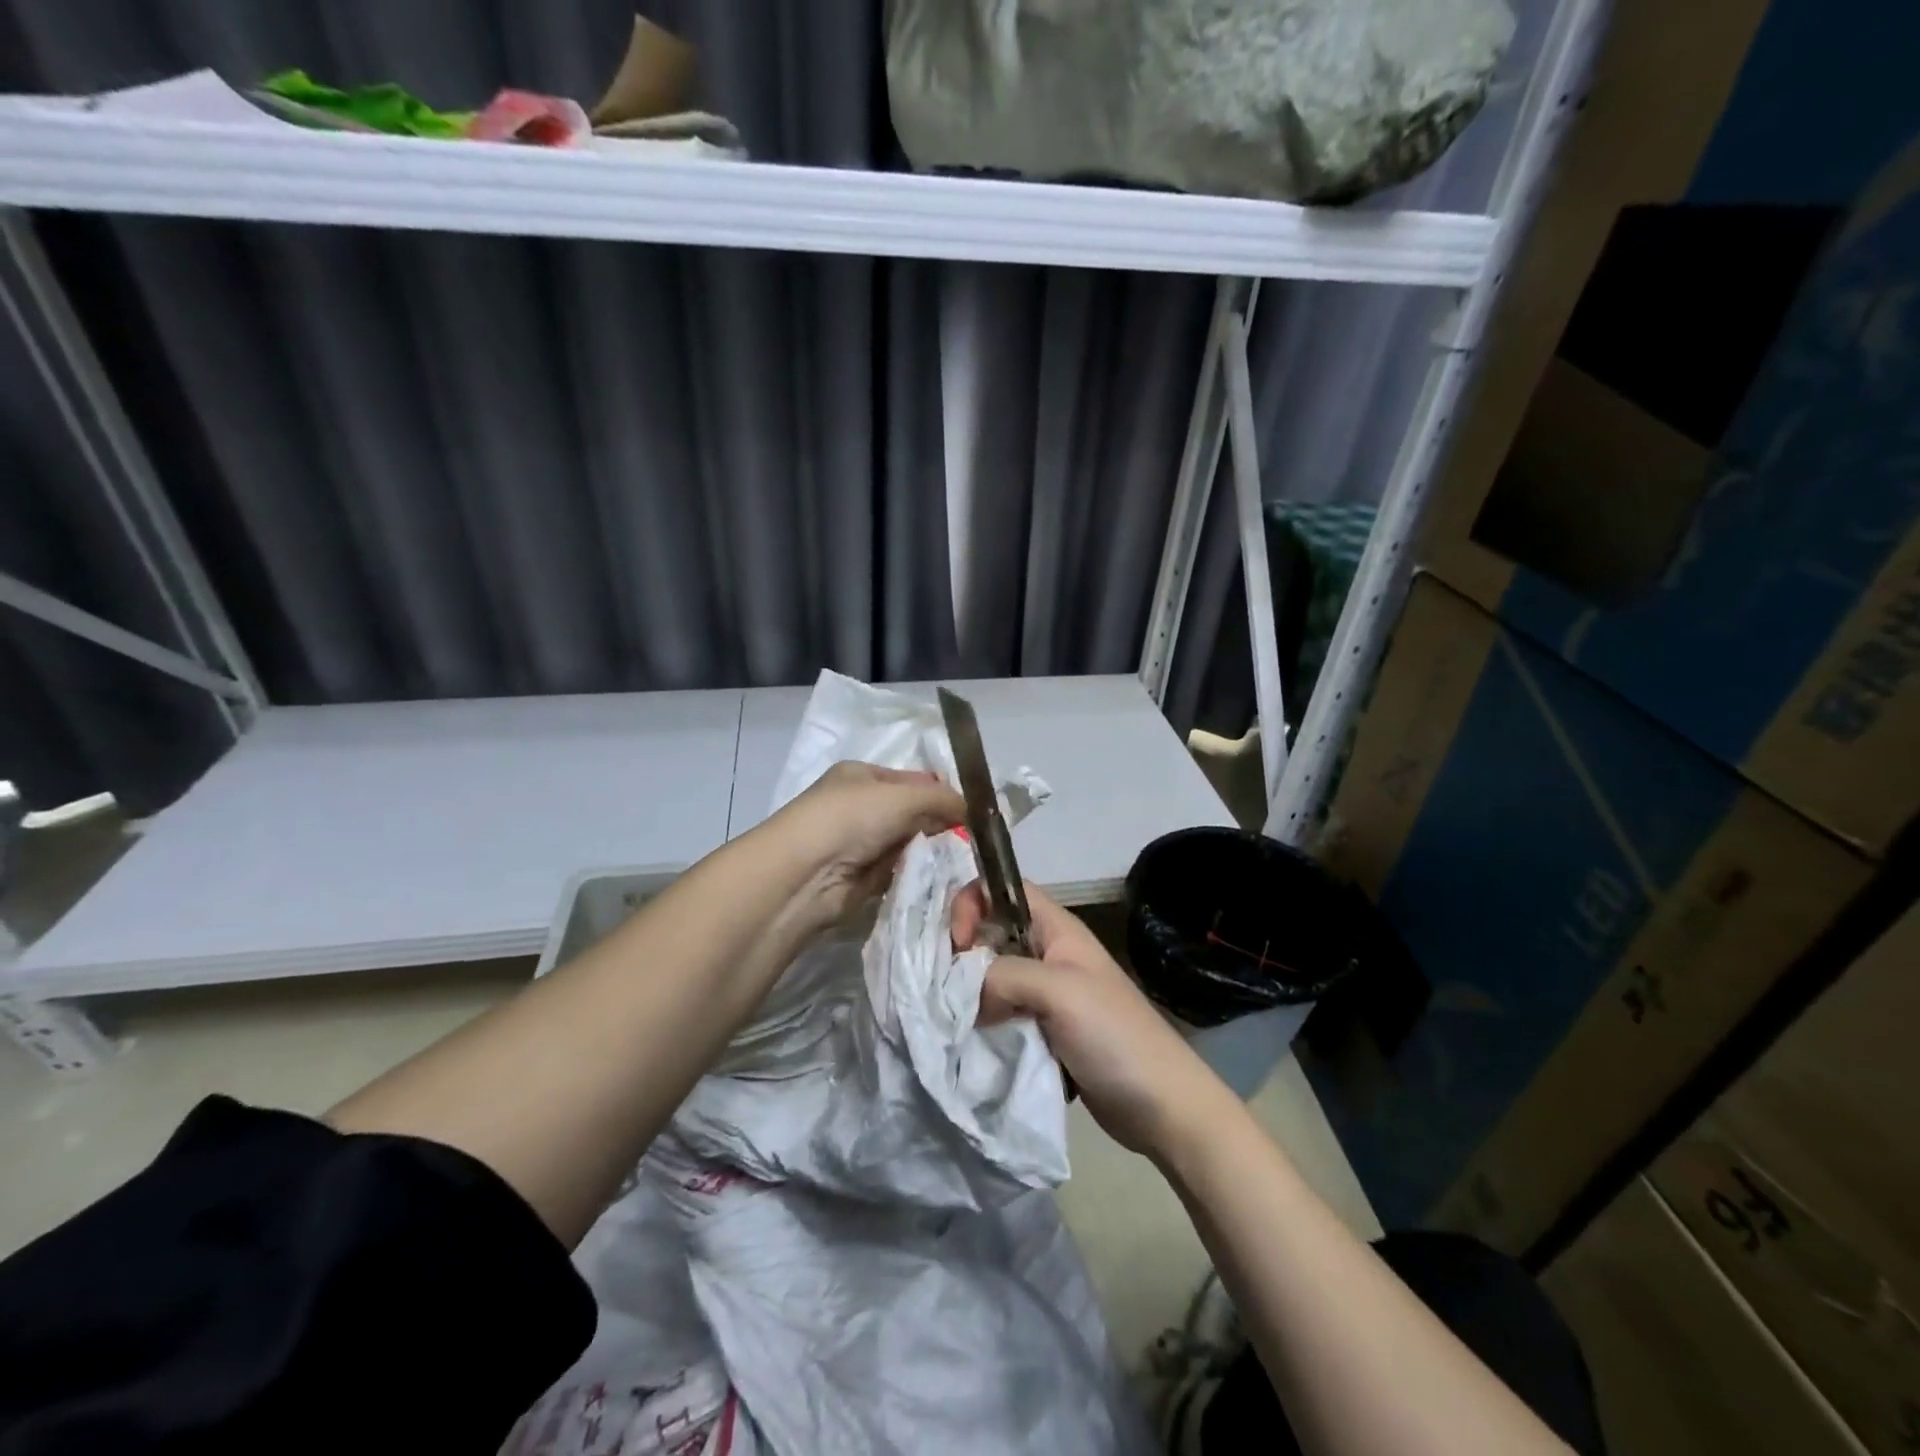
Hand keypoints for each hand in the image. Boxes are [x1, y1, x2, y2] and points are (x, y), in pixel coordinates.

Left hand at [761, 761, 965, 928]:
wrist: (805, 874)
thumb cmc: (851, 818)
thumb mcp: (903, 796)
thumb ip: (942, 799)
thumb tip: (973, 810)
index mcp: (864, 775)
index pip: (914, 780)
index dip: (943, 793)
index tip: (975, 812)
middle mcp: (861, 806)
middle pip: (914, 813)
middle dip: (941, 824)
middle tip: (974, 839)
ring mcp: (861, 842)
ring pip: (911, 843)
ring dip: (933, 852)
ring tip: (964, 860)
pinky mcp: (864, 877)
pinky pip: (902, 871)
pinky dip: (919, 873)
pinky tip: (943, 878)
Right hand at [953, 880, 1233, 1156]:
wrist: (1162, 1106)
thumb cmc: (1115, 1035)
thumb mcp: (1059, 991)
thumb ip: (1003, 974)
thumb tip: (961, 990)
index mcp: (1055, 929)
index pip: (1002, 889)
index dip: (971, 902)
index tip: (956, 946)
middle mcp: (1046, 953)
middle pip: (990, 932)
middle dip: (960, 951)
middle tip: (944, 987)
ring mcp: (1044, 994)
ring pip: (991, 975)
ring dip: (967, 991)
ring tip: (949, 1017)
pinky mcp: (1041, 1030)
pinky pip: (999, 1012)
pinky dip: (979, 1020)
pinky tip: (966, 1038)